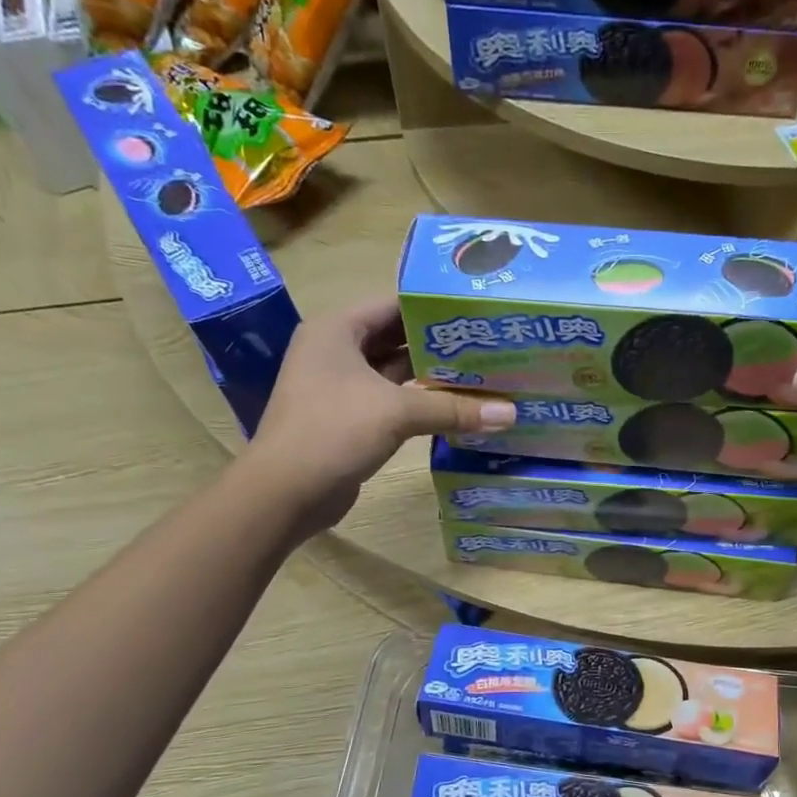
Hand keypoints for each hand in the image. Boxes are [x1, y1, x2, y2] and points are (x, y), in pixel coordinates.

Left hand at [241, 296, 514, 522]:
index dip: (435, 306)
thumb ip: (454, 409)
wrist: (285, 492)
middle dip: (440, 343)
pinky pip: (393, 400)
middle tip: (489, 343)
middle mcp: (337, 350)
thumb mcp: (398, 412)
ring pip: (397, 372)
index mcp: (338, 330)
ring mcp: (342, 386)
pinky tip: (457, 407)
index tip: (477, 311)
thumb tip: (511, 414)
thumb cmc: (334, 432)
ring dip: (433, 375)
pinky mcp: (350, 418)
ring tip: (483, 372)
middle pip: (397, 337)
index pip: (394, 304)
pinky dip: (421, 402)